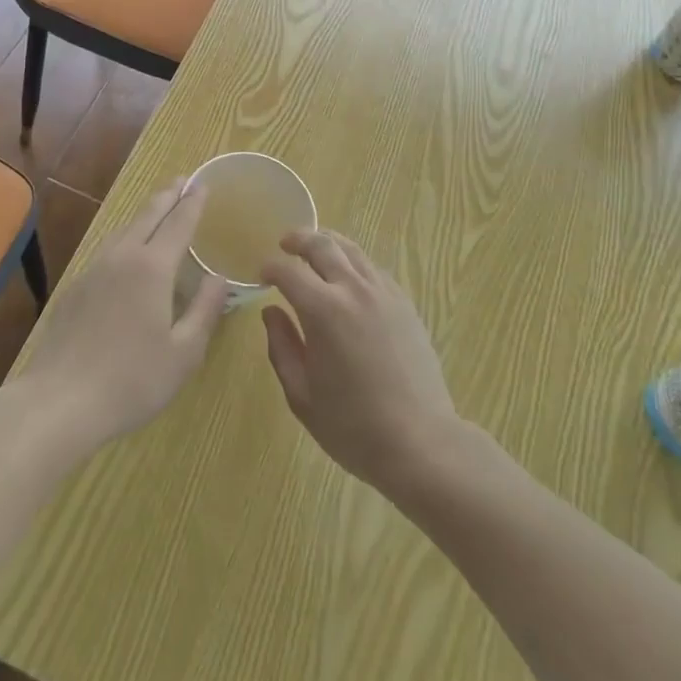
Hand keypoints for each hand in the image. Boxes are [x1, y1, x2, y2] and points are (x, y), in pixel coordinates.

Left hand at [9, 182, 225, 460]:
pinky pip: (107, 249)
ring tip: (157, 208)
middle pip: (148, 216)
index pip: (178, 223)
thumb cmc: (131, 380)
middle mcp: (122, 257)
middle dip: (167, 196)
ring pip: (124, 230)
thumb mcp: (183, 353)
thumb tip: (219, 277)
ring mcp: (93, 270)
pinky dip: (126, 237)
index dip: (192, 203)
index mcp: (152, 268)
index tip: (202, 184)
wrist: (57, 402)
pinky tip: (126, 251)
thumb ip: (204, 310)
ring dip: (145, 214)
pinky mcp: (74, 288)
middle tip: (182, 180)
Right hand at [260, 230, 462, 492]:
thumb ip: (282, 347)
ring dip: (328, 242)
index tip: (262, 274)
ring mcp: (383, 293)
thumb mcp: (302, 395)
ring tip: (315, 248)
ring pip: (352, 250)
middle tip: (285, 243)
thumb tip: (271, 312)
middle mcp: (353, 290)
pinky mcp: (404, 302)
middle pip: (322, 245)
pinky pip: (373, 268)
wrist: (419, 441)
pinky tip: (348, 275)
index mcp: (323, 311)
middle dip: (299, 239)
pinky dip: (354, 261)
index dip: (270, 267)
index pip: (289, 271)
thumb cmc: (353, 426)